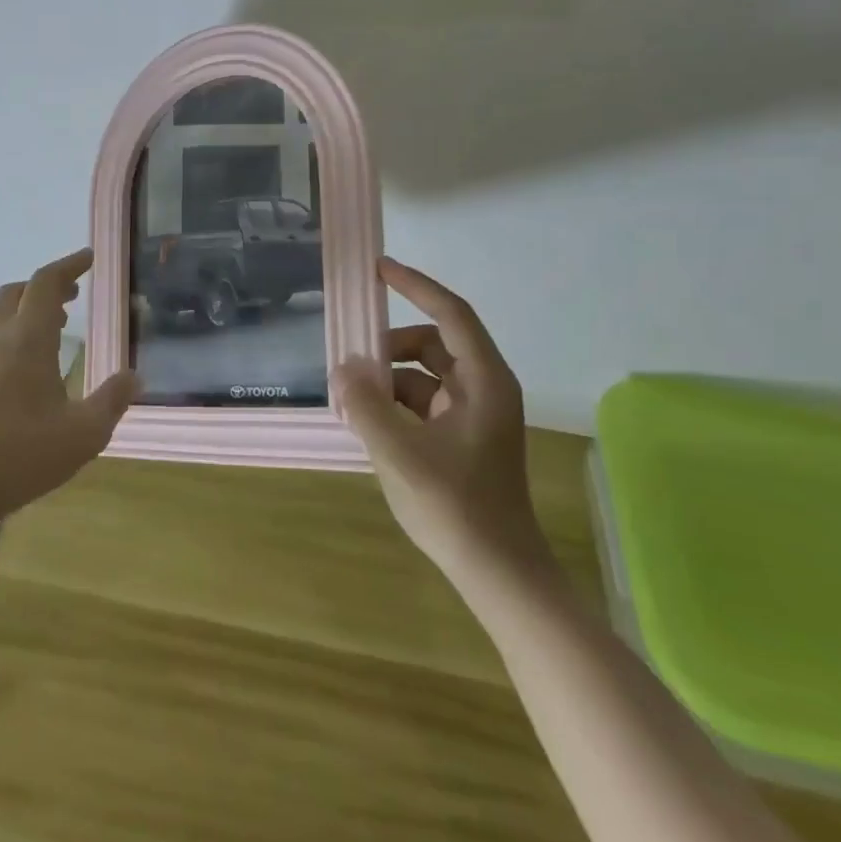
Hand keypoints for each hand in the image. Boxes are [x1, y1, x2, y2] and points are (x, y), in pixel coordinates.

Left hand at [0, 249, 140, 529]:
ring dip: (32, 308)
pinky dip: (21, 331)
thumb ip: (113, 400)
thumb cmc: (24, 454)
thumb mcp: (85, 432)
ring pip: (4, 315)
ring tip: (61, 323)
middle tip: (75, 294)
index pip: (45, 283)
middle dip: (47, 285)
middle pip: (18, 291)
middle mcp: (2, 342)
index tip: (90, 258)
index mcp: (28, 340)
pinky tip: (39, 362)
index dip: (69, 265)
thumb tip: (135, 376)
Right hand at [332, 256, 552, 586]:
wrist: (498, 573)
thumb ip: (366, 405)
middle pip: (433, 343)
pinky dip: (394, 404)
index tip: (379, 268)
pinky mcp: (462, 438)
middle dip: (390, 347)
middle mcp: (484, 388)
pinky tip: (367, 424)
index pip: (450, 313)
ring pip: (424, 375)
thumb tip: (342, 371)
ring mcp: (474, 414)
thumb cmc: (456, 507)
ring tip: (351, 400)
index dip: (416, 285)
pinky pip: (423, 402)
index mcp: (484, 380)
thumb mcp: (400, 453)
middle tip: (351, 363)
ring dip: (388, 379)